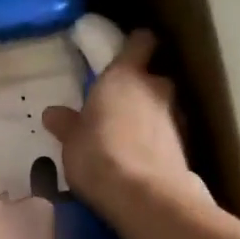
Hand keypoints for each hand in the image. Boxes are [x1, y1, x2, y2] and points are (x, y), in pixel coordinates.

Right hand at [42, 30, 199, 219]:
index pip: (140, 42)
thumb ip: (66, 124)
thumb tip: (53, 113)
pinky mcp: (186, 147)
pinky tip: (141, 160)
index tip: (125, 53)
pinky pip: (168, 136)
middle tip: (119, 106)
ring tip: (129, 138)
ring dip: (151, 117)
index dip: (134, 45)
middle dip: (141, 88)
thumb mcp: (71, 141)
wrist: (144, 196)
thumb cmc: (98, 155)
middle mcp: (156, 88)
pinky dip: (157, 142)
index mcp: (125, 76)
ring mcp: (176, 118)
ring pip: (164, 108)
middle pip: (155, 77)